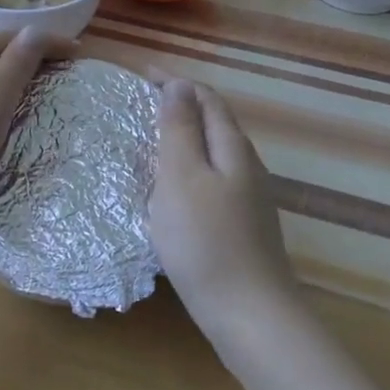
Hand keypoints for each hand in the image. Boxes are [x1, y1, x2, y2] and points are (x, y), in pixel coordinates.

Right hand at [150, 79, 297, 343]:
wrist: (250, 314)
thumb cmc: (206, 241)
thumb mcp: (182, 177)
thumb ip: (180, 130)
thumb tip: (179, 85)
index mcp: (232, 147)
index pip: (205, 98)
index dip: (175, 82)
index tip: (141, 75)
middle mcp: (246, 166)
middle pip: (213, 123)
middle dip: (179, 107)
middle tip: (139, 106)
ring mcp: (248, 198)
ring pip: (213, 154)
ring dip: (183, 139)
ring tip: (149, 142)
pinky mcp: (242, 226)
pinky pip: (212, 181)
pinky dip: (188, 170)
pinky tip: (171, 191)